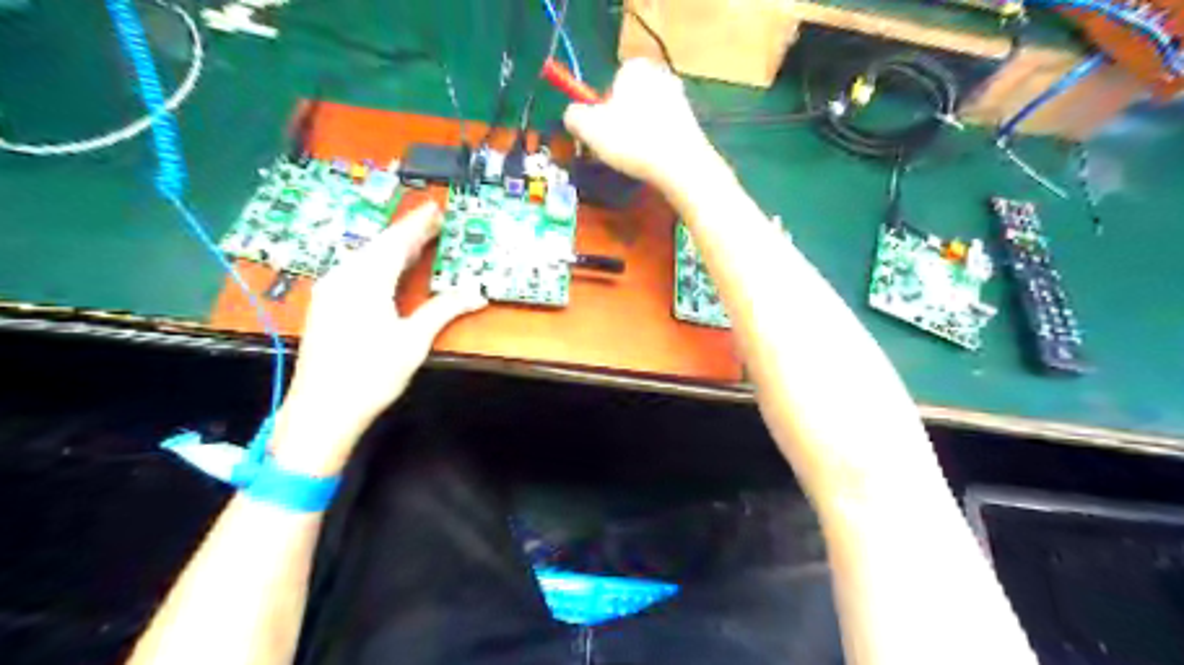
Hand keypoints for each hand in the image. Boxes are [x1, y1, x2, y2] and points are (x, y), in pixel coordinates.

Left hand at [270, 199, 486, 474]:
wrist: (322, 411)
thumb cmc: (370, 374)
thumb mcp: (413, 341)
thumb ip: (443, 310)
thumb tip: (477, 292)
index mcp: (365, 281)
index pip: (396, 242)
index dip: (417, 224)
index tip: (435, 208)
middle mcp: (343, 278)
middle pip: (379, 247)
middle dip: (407, 234)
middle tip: (432, 224)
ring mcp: (330, 292)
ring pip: (365, 258)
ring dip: (392, 249)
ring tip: (416, 243)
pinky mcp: (326, 306)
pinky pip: (355, 272)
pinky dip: (378, 264)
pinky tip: (387, 270)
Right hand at [567, 57, 722, 194]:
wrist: (680, 164)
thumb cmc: (631, 140)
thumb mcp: (588, 127)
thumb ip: (573, 116)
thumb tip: (573, 116)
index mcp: (635, 67)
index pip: (610, 83)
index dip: (601, 109)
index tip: (600, 132)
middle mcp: (660, 75)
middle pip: (629, 100)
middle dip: (620, 121)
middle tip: (614, 148)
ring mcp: (680, 99)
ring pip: (647, 118)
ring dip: (638, 135)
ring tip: (633, 159)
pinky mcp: (692, 123)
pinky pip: (663, 133)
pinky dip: (655, 145)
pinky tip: (652, 162)